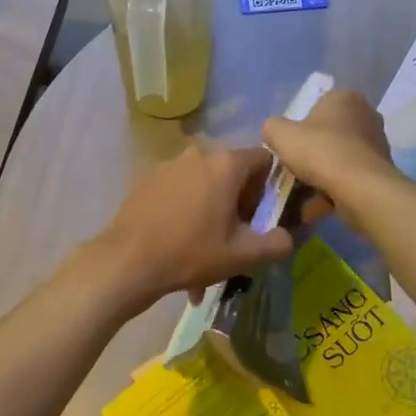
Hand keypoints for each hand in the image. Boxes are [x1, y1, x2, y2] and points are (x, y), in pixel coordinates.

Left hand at [90, 141, 294, 313]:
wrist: (127, 261)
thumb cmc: (190, 253)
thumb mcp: (242, 255)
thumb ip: (276, 243)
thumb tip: (288, 237)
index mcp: (226, 163)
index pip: (264, 160)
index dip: (270, 187)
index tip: (262, 215)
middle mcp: (199, 153)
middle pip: (232, 170)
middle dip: (238, 199)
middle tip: (234, 233)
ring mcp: (170, 164)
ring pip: (204, 181)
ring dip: (211, 206)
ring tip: (204, 245)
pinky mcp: (148, 178)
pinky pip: (180, 189)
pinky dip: (186, 209)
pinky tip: (179, 241)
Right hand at [261, 89, 398, 237]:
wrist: (360, 189)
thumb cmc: (320, 152)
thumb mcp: (280, 134)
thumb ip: (272, 128)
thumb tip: (274, 133)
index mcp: (344, 97)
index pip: (316, 107)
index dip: (299, 128)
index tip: (289, 147)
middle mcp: (366, 115)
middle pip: (328, 135)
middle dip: (311, 154)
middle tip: (294, 171)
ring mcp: (376, 144)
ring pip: (338, 159)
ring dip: (320, 176)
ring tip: (300, 196)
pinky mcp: (380, 171)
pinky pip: (349, 179)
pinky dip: (333, 191)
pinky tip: (315, 209)